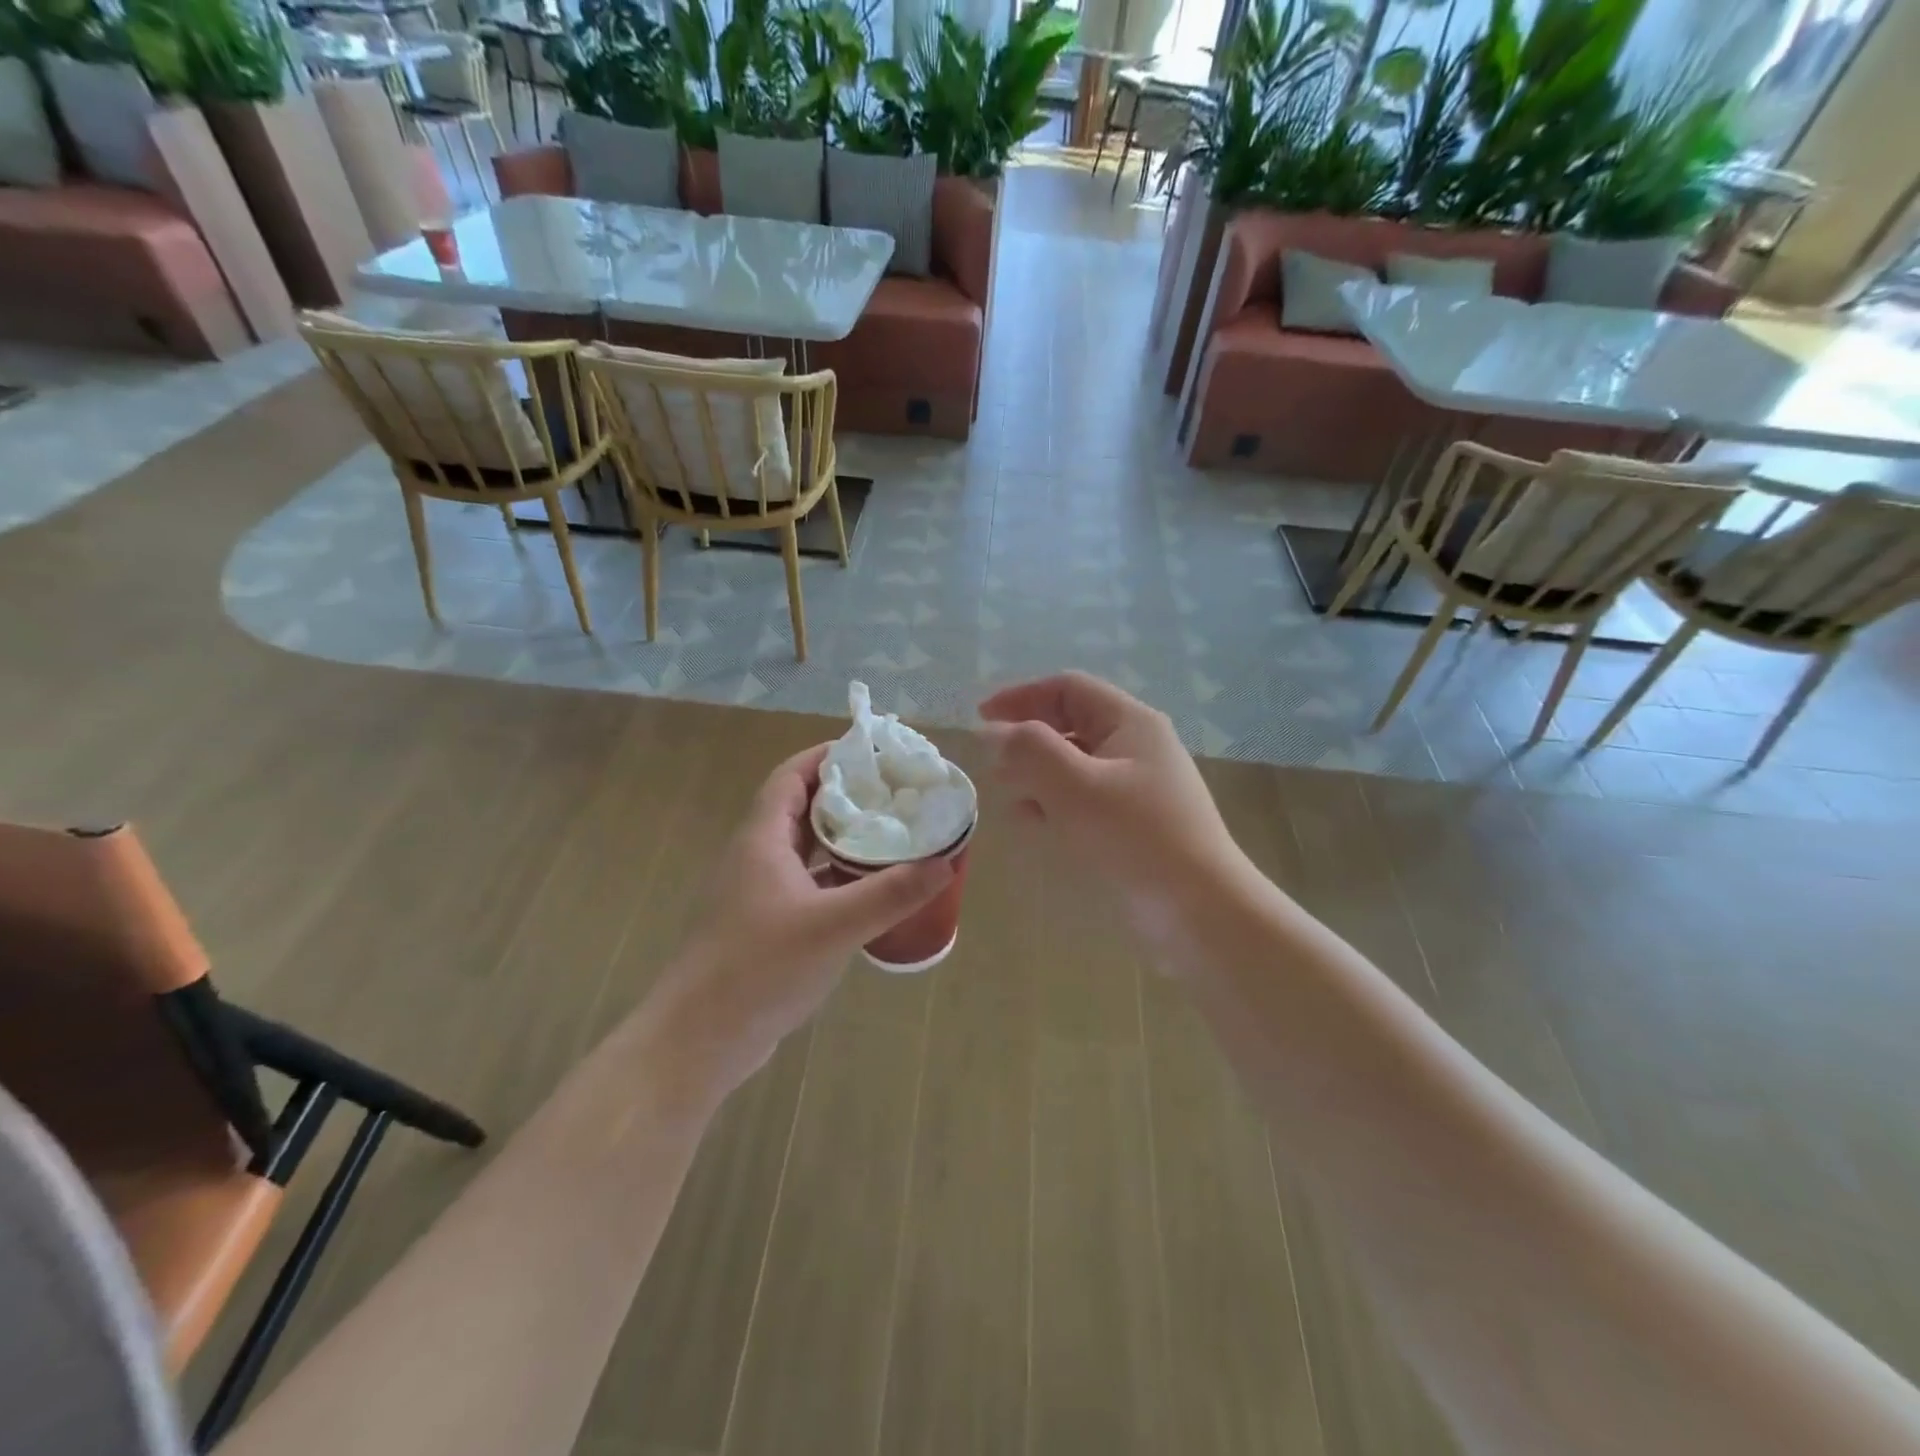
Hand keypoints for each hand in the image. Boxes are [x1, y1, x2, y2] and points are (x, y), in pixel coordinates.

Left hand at [636, 745, 952, 1103]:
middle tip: (897, 792)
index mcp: (762, 839)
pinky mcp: (765, 926)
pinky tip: (869, 890)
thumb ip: (891, 893)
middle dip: (847, 795)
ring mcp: (758, 893)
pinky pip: (807, 885)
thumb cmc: (759, 967)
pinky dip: (837, 878)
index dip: (828, 756)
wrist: (700, 1039)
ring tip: (893, 833)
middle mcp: (756, 857)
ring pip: (805, 850)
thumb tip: (945, 862)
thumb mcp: (834, 926)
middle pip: (802, 808)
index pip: (792, 776)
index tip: (873, 750)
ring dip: (843, 839)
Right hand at [979, 672, 1246, 907]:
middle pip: (1070, 725)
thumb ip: (1028, 750)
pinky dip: (1056, 805)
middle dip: (1027, 741)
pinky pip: (1086, 800)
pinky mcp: (1135, 825)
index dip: (1020, 697)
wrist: (1200, 913)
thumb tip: (993, 732)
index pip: (1067, 688)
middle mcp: (1137, 747)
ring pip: (1075, 766)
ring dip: (1038, 776)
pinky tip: (1036, 826)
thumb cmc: (1134, 838)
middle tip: (994, 768)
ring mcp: (1139, 788)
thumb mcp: (1074, 786)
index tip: (980, 719)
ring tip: (1010, 800)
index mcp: (1130, 723)